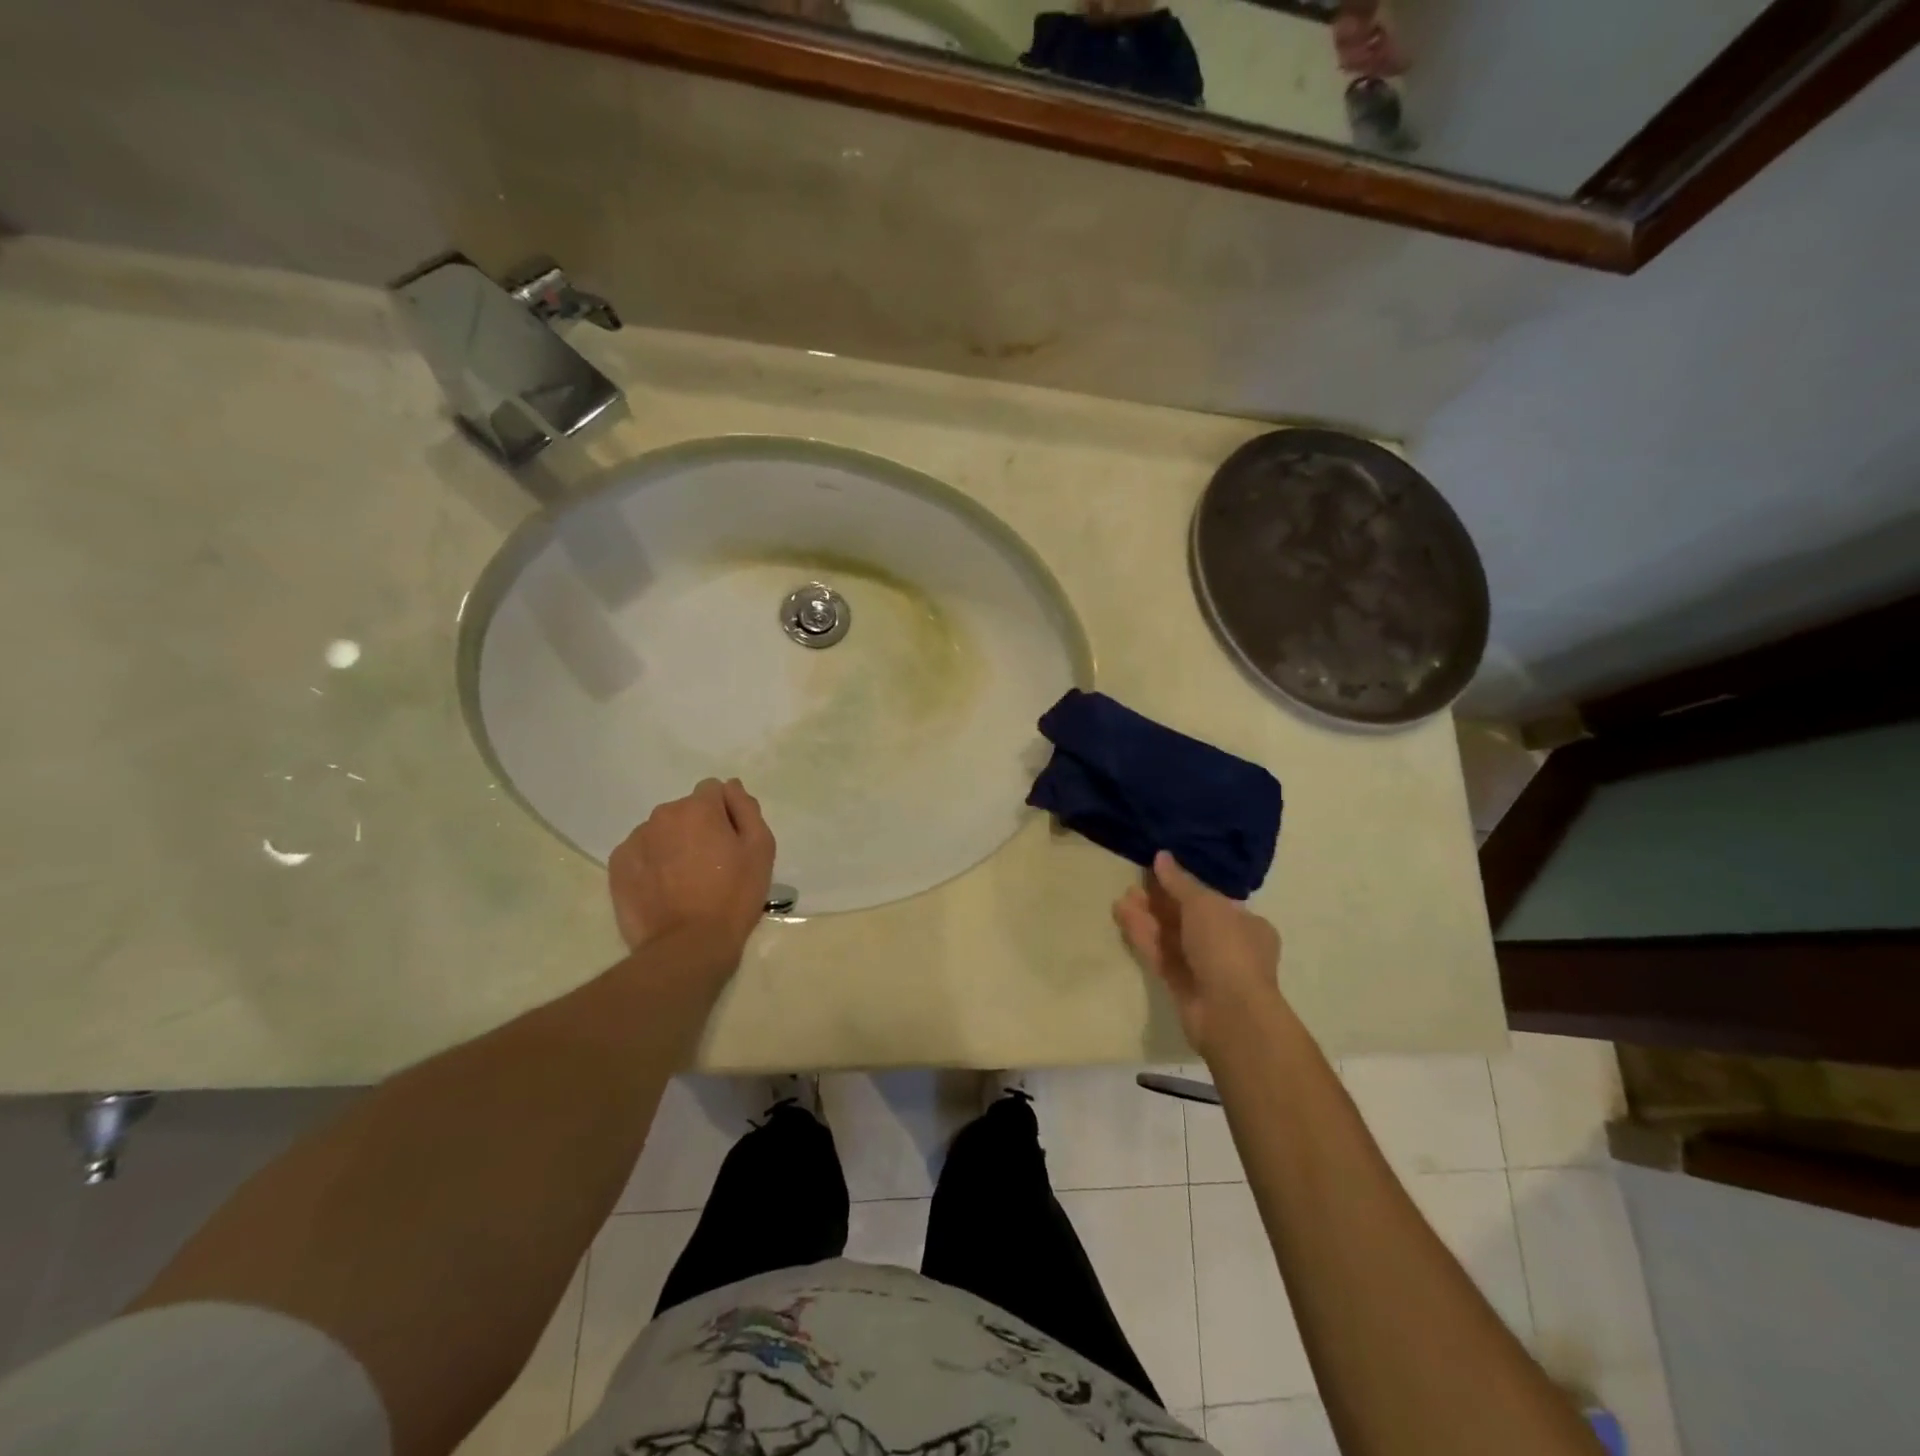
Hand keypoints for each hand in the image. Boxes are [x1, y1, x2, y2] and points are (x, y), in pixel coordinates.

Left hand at [608, 778, 776, 972]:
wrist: (688, 946)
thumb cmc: (733, 896)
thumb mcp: (760, 849)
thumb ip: (747, 809)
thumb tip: (732, 786)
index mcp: (697, 808)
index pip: (713, 790)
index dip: (726, 814)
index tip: (730, 842)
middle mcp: (662, 815)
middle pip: (685, 811)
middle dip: (698, 828)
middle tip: (711, 865)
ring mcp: (635, 840)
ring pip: (661, 832)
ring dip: (673, 845)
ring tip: (685, 881)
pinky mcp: (617, 866)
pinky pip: (641, 853)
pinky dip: (652, 864)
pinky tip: (664, 890)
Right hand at [1113, 851, 1282, 1056]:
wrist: (1230, 1012)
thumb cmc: (1226, 947)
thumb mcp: (1203, 904)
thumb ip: (1179, 881)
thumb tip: (1161, 856)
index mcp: (1246, 924)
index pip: (1212, 900)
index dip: (1183, 886)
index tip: (1157, 874)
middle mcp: (1228, 945)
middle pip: (1187, 918)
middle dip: (1159, 902)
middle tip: (1133, 886)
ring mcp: (1205, 968)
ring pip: (1171, 938)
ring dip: (1147, 919)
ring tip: (1120, 900)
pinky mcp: (1182, 986)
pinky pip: (1161, 956)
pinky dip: (1144, 938)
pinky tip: (1123, 919)